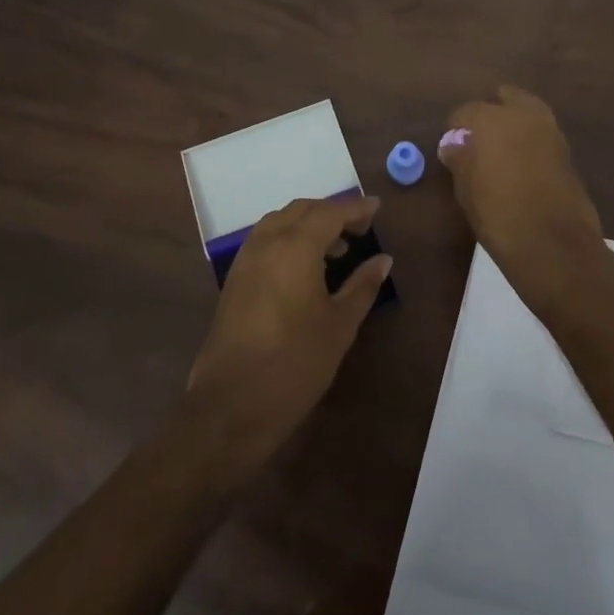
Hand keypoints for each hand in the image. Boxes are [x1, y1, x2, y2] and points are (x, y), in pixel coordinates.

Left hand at [184, 196, 390, 467]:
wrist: (230, 406)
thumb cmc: (294, 364)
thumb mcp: (339, 325)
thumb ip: (362, 285)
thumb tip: (383, 259)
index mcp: (294, 248)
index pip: (329, 212)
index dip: (355, 208)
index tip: (377, 208)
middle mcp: (266, 243)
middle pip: (301, 210)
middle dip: (331, 212)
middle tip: (360, 228)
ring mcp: (245, 261)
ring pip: (279, 223)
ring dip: (308, 225)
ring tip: (336, 249)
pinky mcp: (234, 280)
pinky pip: (265, 242)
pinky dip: (289, 240)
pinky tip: (306, 268)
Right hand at [439, 86, 605, 310]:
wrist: (553, 244)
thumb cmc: (498, 215)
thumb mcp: (466, 189)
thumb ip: (460, 159)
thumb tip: (455, 145)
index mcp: (491, 119)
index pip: (465, 112)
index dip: (456, 129)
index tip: (453, 149)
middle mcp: (523, 115)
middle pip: (504, 98)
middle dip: (491, 113)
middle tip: (479, 141)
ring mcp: (550, 130)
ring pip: (527, 112)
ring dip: (514, 124)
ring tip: (500, 153)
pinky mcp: (567, 150)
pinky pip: (542, 134)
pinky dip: (530, 141)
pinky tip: (521, 165)